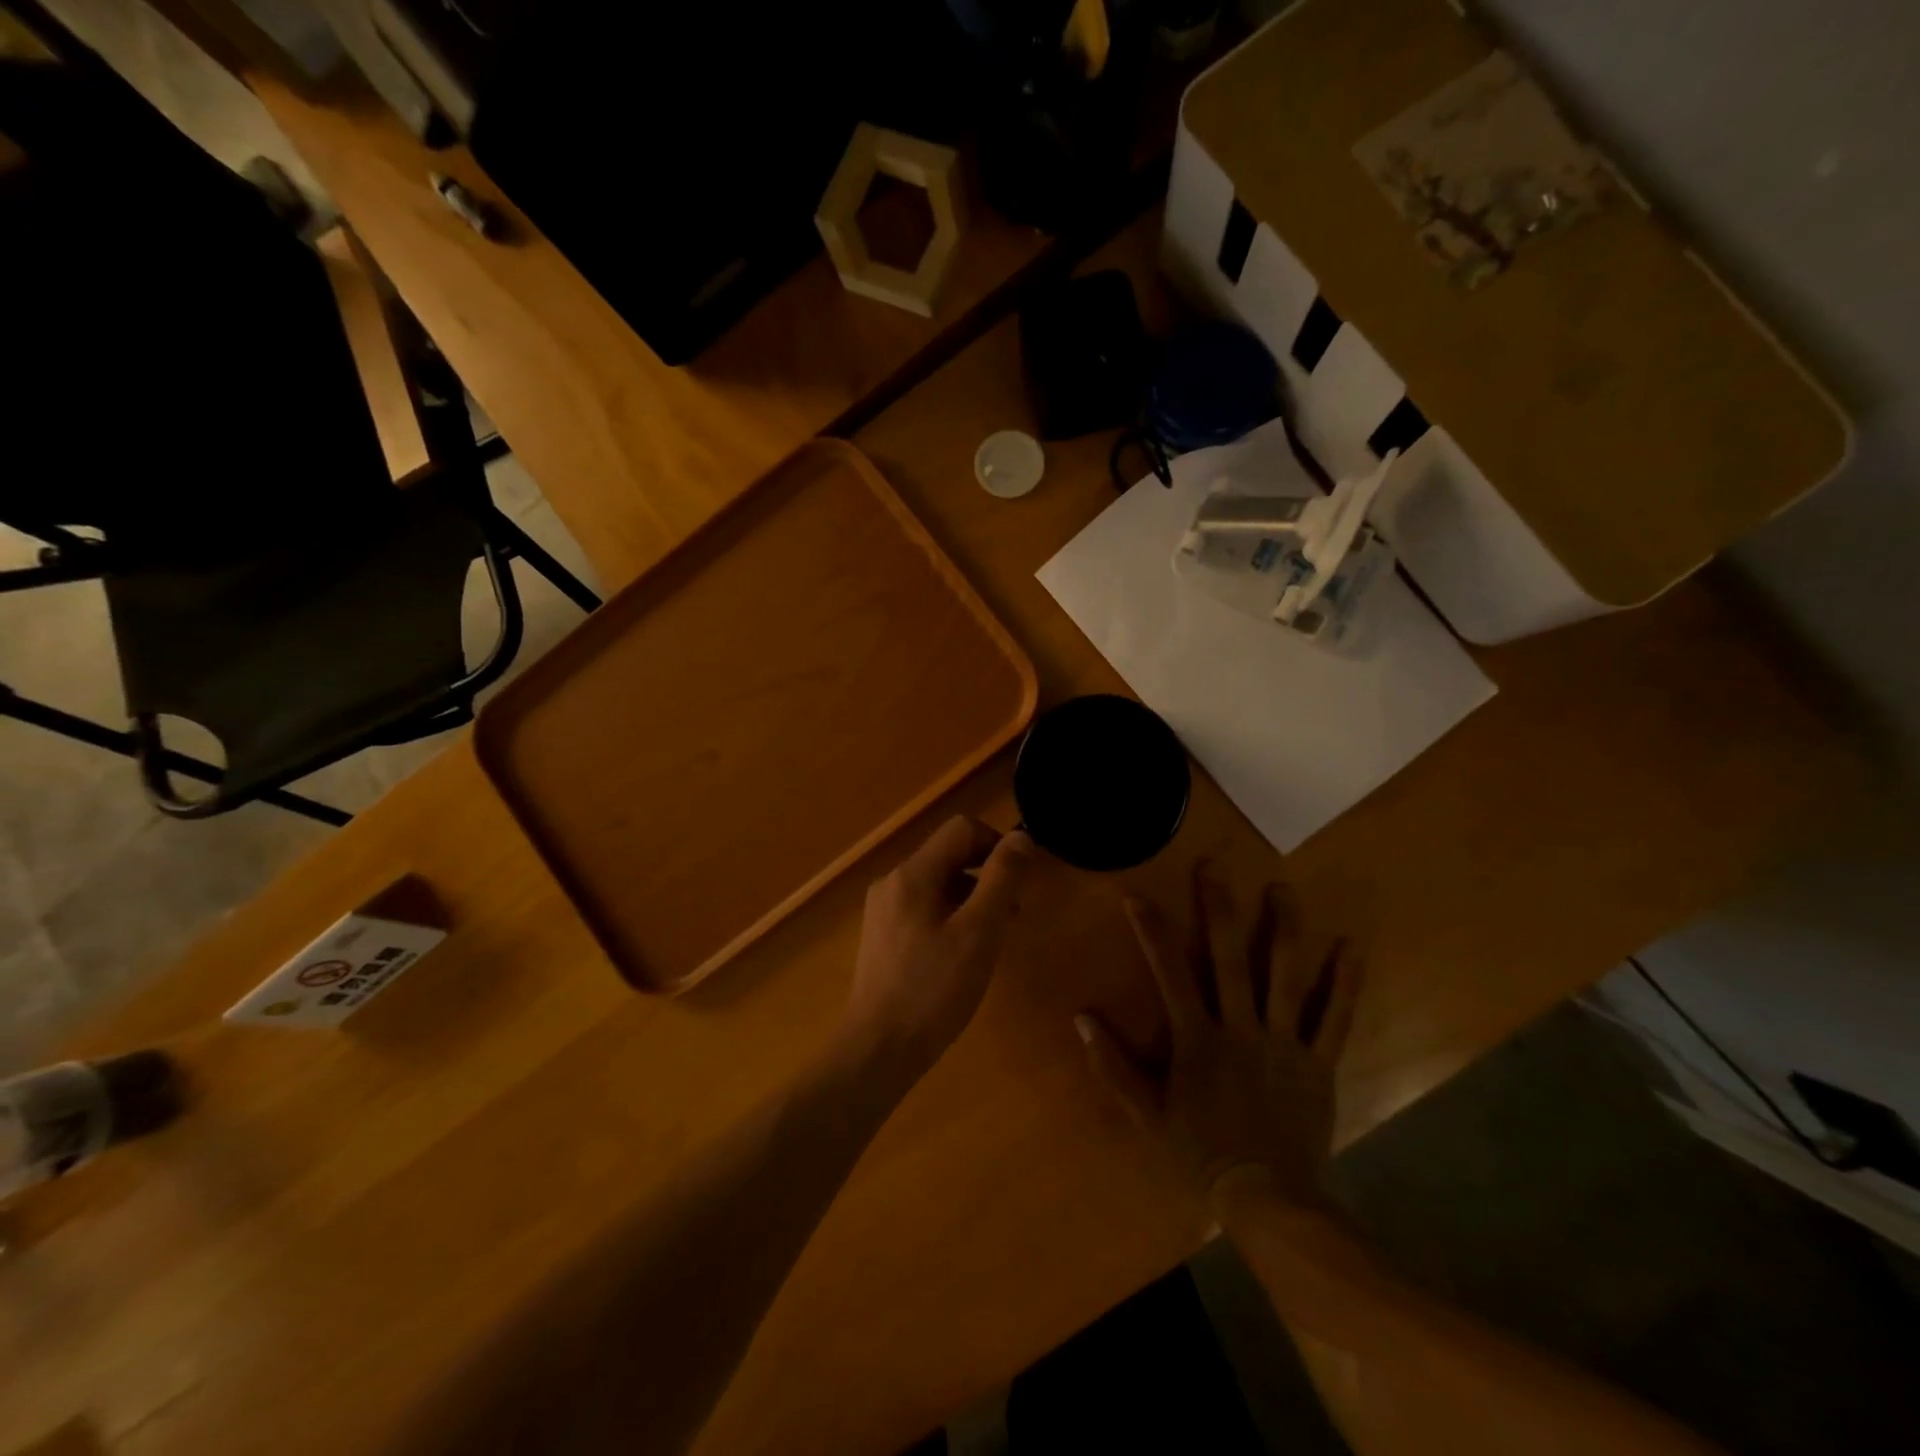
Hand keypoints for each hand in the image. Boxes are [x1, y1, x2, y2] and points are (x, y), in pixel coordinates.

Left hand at [840, 817, 1033, 1082]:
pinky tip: (963, 953)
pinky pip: (924, 906)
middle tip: (1013, 913)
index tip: (1020, 880)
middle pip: (948, 854)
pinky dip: (951, 915)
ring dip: (971, 896)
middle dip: (986, 873)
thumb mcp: (979, 933)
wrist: (878, 1049)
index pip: (962, 830)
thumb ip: (1002, 880)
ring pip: (938, 882)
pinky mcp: (882, 934)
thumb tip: (1021, 838)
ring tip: (994, 936)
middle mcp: (893, 881)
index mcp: (913, 873)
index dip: (997, 844)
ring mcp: (883, 909)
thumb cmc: (934, 990)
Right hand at [1076, 863, 1362, 1210]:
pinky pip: (1336, 1018)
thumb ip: (1113, 1065)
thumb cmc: (1201, 1152)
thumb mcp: (1146, 1113)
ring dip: (1285, 930)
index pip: (1169, 973)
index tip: (1136, 895)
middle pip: (1230, 959)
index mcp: (1197, 1039)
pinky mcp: (1318, 1061)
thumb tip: (1081, 1018)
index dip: (1151, 931)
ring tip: (1282, 890)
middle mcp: (1240, 1028)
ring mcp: (1284, 1042)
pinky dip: (1346, 983)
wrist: (1268, 1199)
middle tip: (1215, 867)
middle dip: (1219, 909)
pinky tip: (1354, 947)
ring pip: (1286, 977)